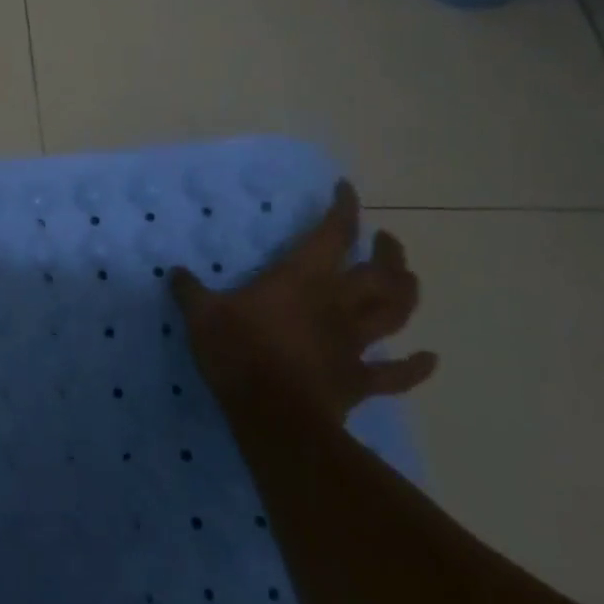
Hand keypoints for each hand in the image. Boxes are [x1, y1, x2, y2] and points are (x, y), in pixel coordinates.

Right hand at [170, 180, 436, 423]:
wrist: (273, 414)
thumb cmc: (238, 352)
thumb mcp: (202, 314)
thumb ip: (190, 291)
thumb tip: (174, 272)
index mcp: (302, 278)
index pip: (333, 234)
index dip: (344, 208)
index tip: (346, 190)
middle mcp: (337, 303)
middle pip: (380, 272)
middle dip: (388, 252)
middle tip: (386, 242)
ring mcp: (354, 342)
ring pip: (396, 312)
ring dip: (406, 294)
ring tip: (408, 280)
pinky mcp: (360, 379)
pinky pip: (397, 374)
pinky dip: (416, 367)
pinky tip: (429, 359)